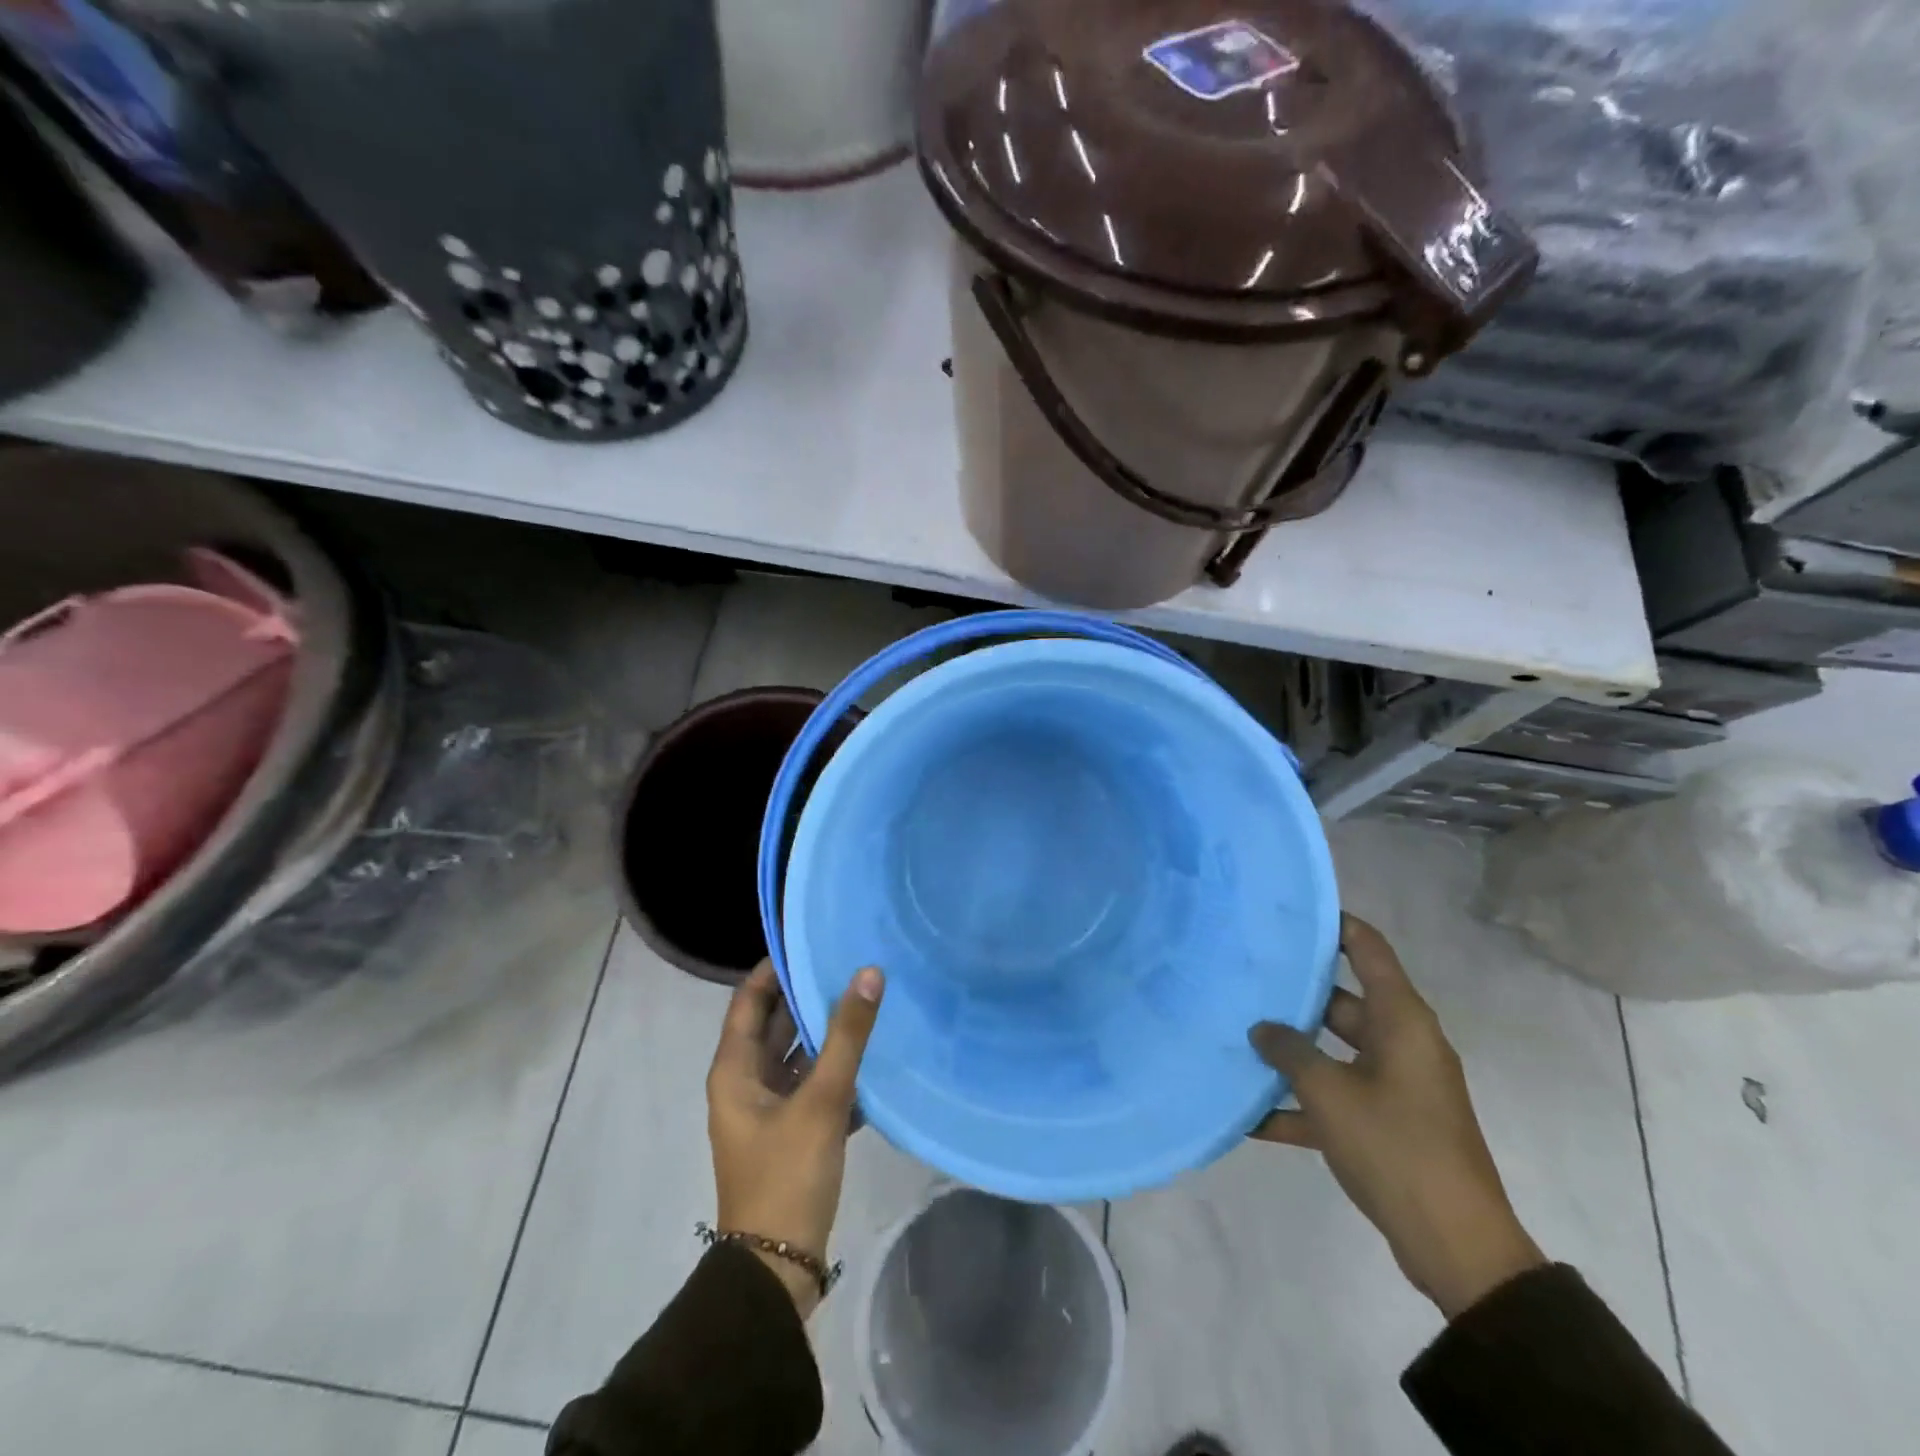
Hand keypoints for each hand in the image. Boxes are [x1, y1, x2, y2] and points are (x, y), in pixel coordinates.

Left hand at [706, 961, 884, 1317]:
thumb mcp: (821, 1100)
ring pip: (798, 1056)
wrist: (778, 1269)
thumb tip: (868, 972)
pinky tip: (873, 1056)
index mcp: (735, 1070)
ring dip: (827, 1033)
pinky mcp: (792, 1133)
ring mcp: (769, 1110)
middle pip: (776, 1025)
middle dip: (809, 996)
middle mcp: (746, 1083)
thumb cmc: (786, 1175)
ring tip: (867, 1000)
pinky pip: (813, 1086)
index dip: (776, 968)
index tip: (812, 941)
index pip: (750, 1000)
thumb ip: (847, 1035)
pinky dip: (836, 1069)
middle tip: (850, 963)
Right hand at [1248, 915, 1543, 1319]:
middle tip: (1244, 976)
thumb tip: (1263, 1029)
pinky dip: (1302, 1105)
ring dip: (1293, 1051)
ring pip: (1335, 1050)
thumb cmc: (1395, 1148)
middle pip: (1343, 1000)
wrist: (1457, 1246)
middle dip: (1295, 992)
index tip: (1289, 911)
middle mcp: (1401, 1043)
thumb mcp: (1330, 1093)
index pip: (1368, 949)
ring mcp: (1396, 1085)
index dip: (1334, 924)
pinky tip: (1252, 1116)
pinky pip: (1338, 1098)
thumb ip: (1289, 1052)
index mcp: (1401, 1021)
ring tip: (1240, 1036)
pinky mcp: (1388, 1124)